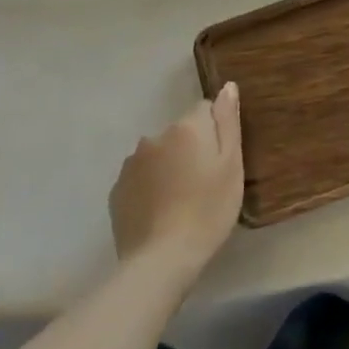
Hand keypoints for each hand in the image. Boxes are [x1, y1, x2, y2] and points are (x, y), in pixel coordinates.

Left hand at [109, 85, 243, 282]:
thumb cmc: (208, 210)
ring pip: (158, 154)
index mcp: (186, 128)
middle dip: (191, 148)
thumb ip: (228, 122)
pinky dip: (150, 186)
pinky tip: (160, 212)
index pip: (204, 110)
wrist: (160, 261)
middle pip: (180, 132)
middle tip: (204, 183)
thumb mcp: (231, 165)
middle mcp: (154, 137)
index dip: (215, 133)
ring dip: (169, 166)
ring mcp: (131, 164)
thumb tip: (227, 86)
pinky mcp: (116, 190)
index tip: (220, 161)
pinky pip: (141, 177)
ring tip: (180, 200)